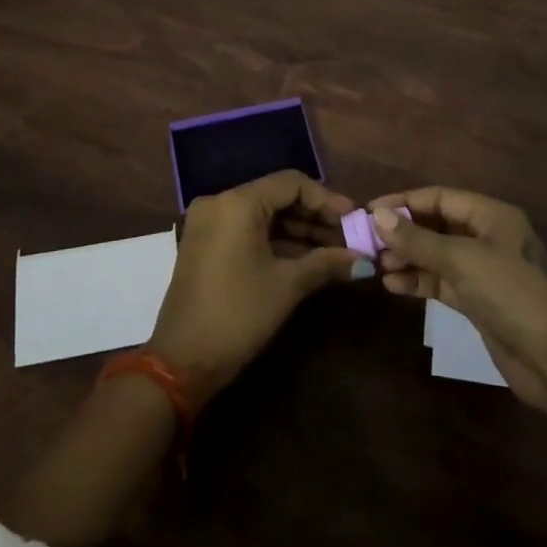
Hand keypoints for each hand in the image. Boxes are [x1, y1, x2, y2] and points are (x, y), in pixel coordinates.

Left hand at [148, 170, 364, 398]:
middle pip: (277, 197)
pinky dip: (277, 243)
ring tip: (336, 253)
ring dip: (299, 233)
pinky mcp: (207, 245)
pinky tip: (308, 261)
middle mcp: (220, 203)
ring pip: (264, 216)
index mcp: (237, 202)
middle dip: (315, 218)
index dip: (326, 200)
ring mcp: (210, 224)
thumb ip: (327, 263)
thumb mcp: (287, 286)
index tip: (354, 220)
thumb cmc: (238, 314)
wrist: (182, 362)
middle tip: (349, 239)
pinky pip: (249, 231)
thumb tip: (365, 260)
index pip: (291, 183)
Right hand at [369, 187, 546, 416]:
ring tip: (377, 266)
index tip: (369, 212)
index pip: (439, 197)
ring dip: (408, 258)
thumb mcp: (462, 260)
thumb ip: (418, 239)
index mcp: (491, 215)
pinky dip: (419, 281)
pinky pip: (442, 281)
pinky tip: (393, 286)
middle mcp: (487, 237)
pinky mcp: (478, 300)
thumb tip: (379, 216)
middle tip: (368, 243)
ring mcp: (483, 270)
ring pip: (437, 255)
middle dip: (403, 232)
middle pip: (436, 224)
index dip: (404, 202)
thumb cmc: (511, 294)